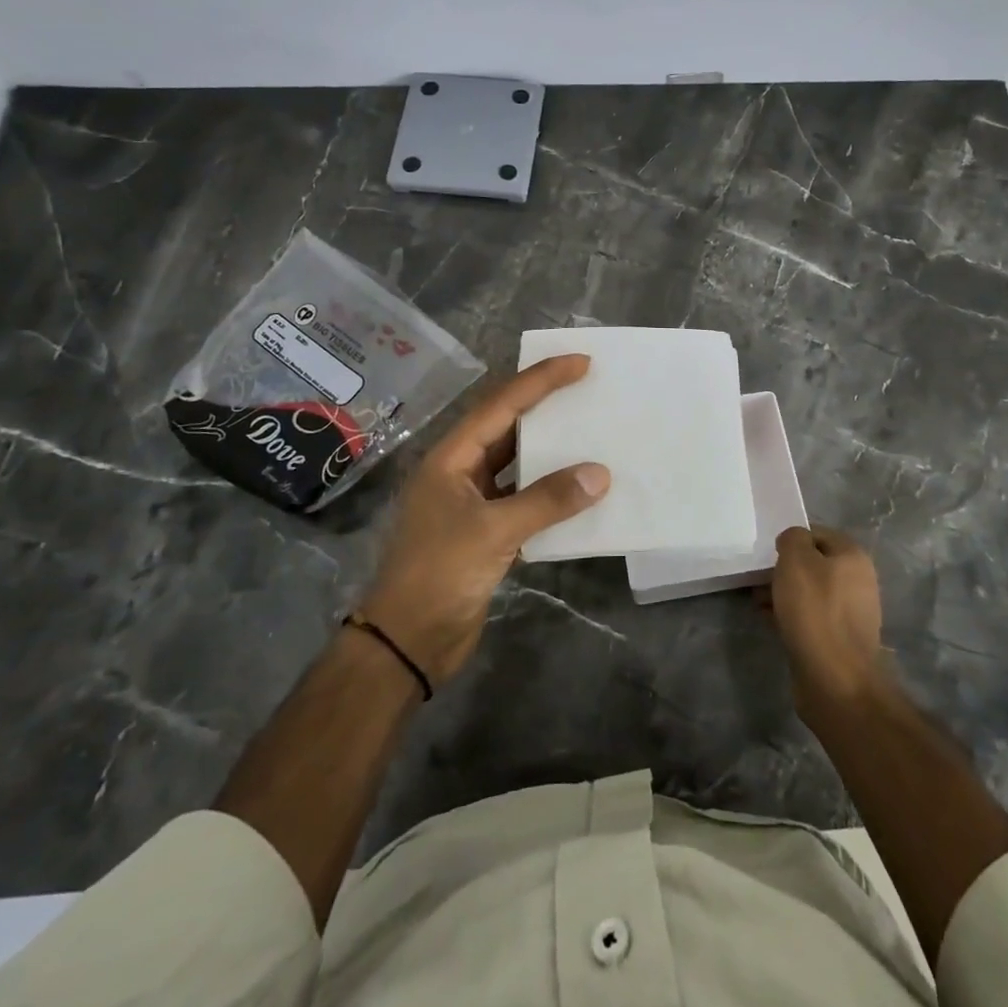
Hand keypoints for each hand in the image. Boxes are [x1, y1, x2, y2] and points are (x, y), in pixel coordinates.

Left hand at [359, 354, 609, 685]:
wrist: (407, 643)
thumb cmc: (439, 574)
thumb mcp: (494, 532)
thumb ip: (547, 500)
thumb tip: (600, 473)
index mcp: (450, 458)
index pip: (500, 406)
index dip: (540, 380)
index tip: (579, 363)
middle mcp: (459, 472)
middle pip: (507, 427)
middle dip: (545, 405)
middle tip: (588, 387)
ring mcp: (471, 503)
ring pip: (516, 463)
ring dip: (550, 450)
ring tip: (590, 429)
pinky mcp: (485, 533)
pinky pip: (524, 498)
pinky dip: (550, 491)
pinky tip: (579, 488)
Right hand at [771, 526, 888, 721]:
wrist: (835, 678)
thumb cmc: (815, 610)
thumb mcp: (796, 560)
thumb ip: (793, 539)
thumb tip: (793, 541)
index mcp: (853, 557)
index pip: (818, 534)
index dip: (792, 540)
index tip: (769, 553)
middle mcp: (858, 581)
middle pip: (814, 565)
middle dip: (785, 570)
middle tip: (759, 579)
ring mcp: (850, 613)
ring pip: (811, 593)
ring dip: (784, 594)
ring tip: (758, 601)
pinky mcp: (839, 640)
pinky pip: (811, 618)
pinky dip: (790, 616)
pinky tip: (769, 621)